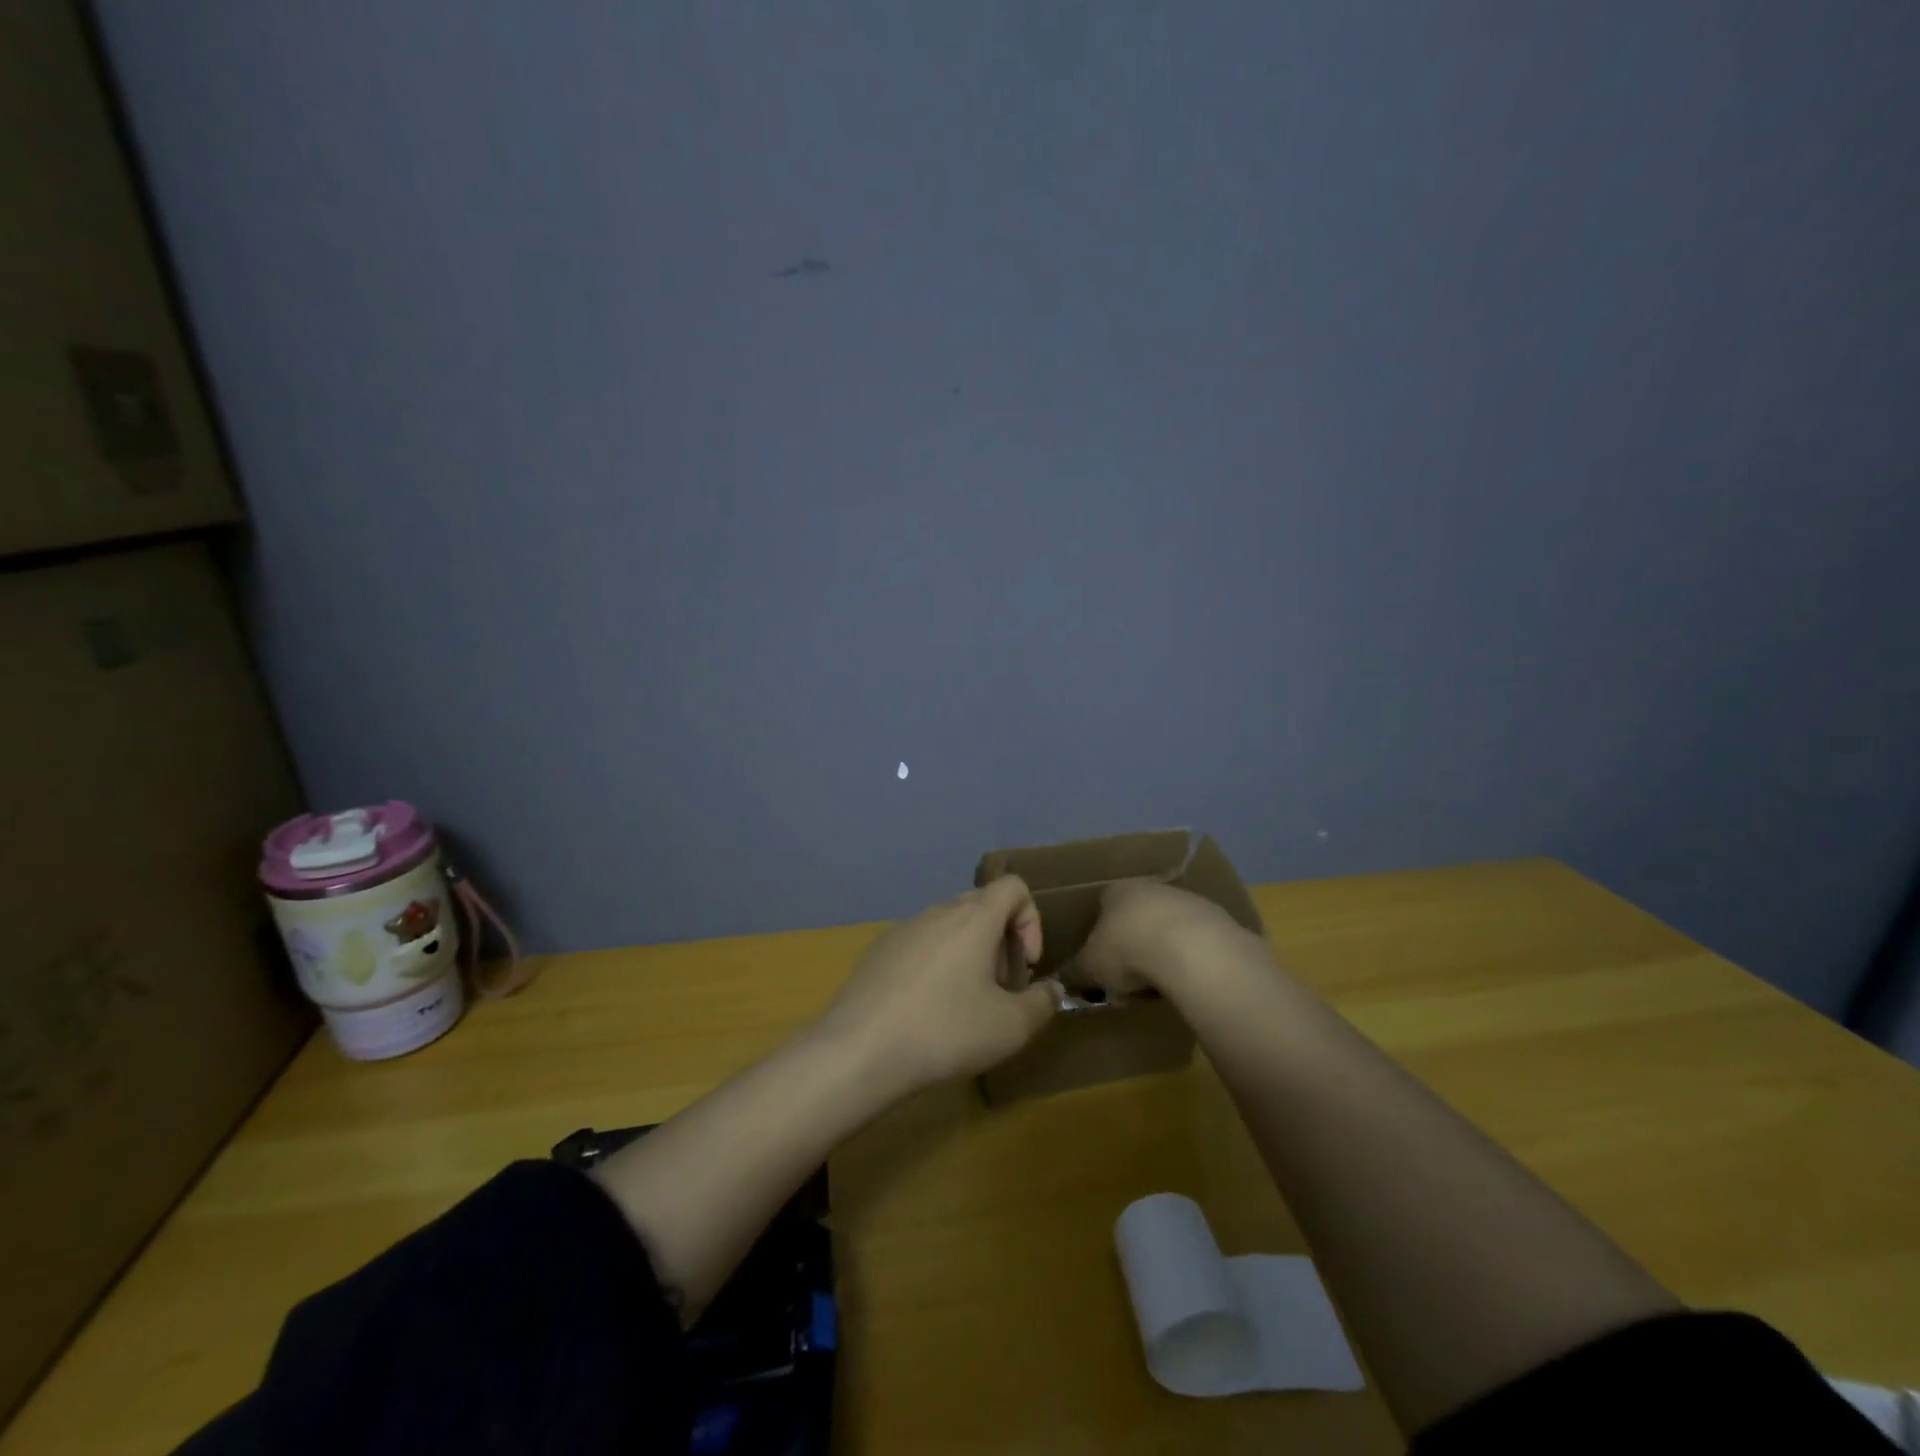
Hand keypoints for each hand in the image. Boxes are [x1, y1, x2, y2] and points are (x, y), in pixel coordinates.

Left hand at [818, 876, 1058, 1092]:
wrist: (860, 1050)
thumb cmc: (945, 1031)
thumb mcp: (1011, 1028)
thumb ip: (1042, 1003)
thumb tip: (1052, 990)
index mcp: (973, 918)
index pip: (1013, 886)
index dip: (1031, 920)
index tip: (1027, 964)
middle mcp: (937, 912)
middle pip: (981, 905)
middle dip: (1000, 941)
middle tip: (999, 989)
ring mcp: (902, 929)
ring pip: (949, 926)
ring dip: (968, 954)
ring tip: (963, 1004)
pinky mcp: (877, 951)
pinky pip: (920, 944)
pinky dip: (935, 964)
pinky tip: (925, 1010)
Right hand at [1073, 879, 1270, 1002]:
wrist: (1191, 950)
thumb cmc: (1128, 950)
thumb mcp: (1090, 967)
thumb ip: (1074, 972)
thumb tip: (1059, 981)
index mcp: (1117, 890)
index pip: (1102, 904)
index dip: (1099, 933)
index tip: (1101, 961)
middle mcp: (1151, 887)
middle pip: (1137, 914)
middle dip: (1133, 942)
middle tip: (1128, 976)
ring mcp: (1188, 900)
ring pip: (1168, 927)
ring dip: (1162, 950)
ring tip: (1158, 984)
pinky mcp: (1217, 920)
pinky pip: (1195, 942)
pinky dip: (1189, 959)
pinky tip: (1186, 980)